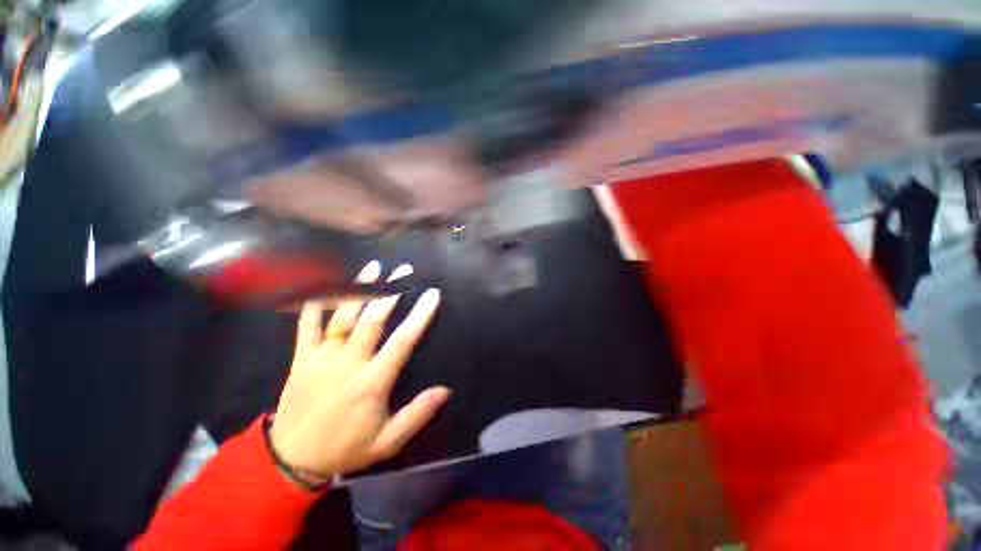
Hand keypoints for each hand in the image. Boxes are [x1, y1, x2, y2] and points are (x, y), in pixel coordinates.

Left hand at [270, 261, 448, 479]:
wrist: (291, 460)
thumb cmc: (345, 447)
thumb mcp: (387, 441)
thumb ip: (417, 414)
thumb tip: (445, 390)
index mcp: (372, 382)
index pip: (402, 341)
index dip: (419, 316)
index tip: (432, 295)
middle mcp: (348, 362)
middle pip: (372, 319)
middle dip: (391, 292)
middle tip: (404, 271)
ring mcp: (321, 357)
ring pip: (342, 316)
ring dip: (359, 289)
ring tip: (374, 268)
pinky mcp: (301, 358)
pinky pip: (307, 325)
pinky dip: (315, 303)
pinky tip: (324, 285)